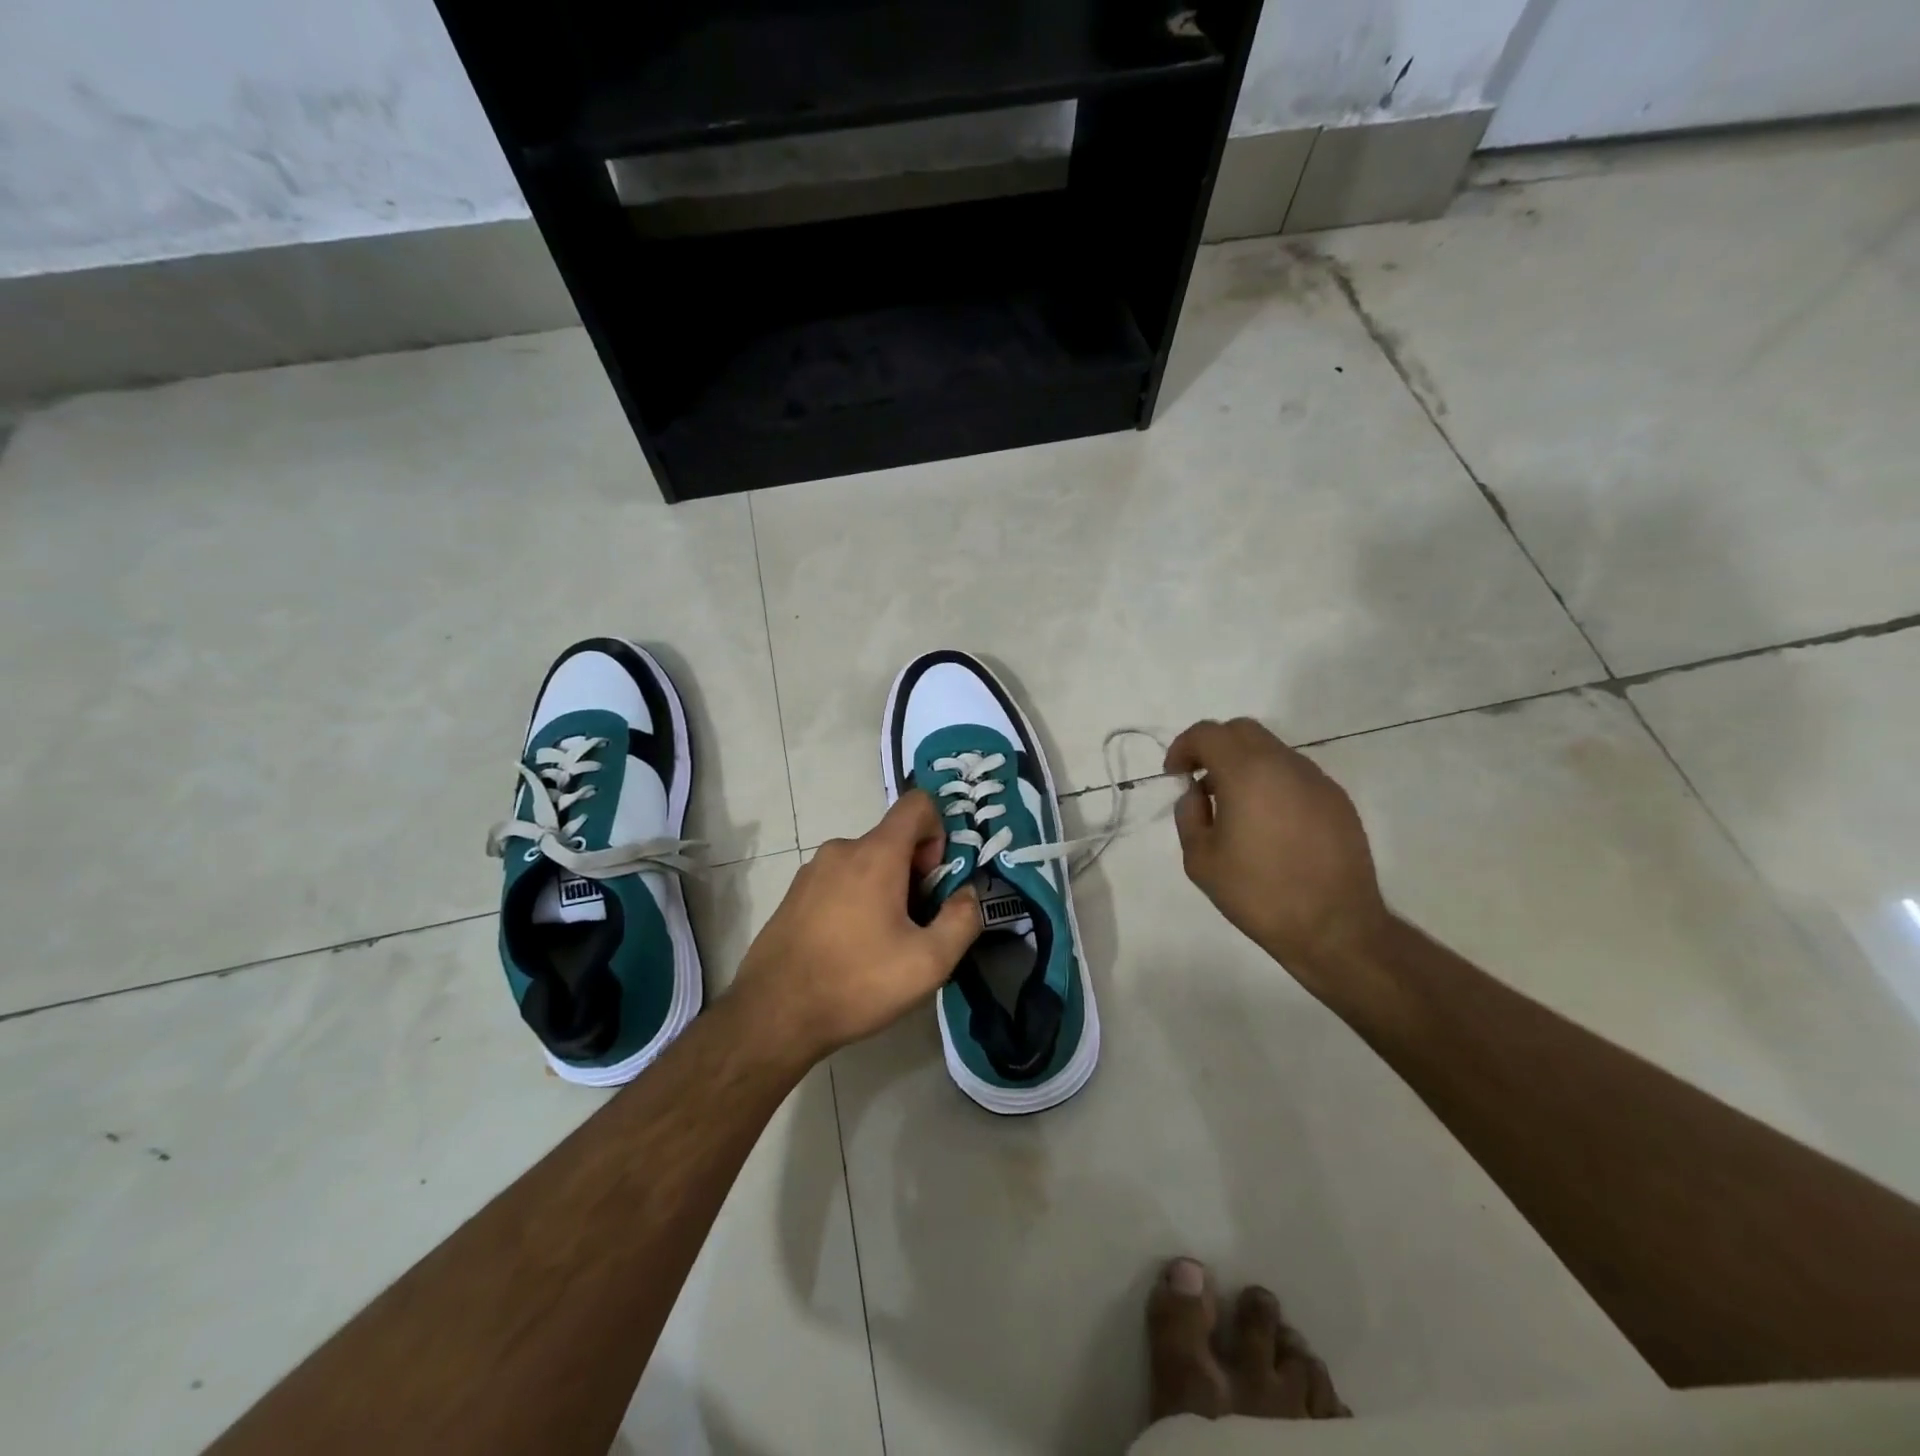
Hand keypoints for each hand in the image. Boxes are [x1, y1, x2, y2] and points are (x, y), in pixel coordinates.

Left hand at [730, 791, 980, 1062]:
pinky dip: (856, 901)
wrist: (773, 1015)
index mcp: (875, 854)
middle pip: (893, 840)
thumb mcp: (929, 962)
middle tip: (914, 926)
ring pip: (866, 863)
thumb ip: (962, 920)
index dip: (939, 833)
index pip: (917, 804)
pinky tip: (850, 949)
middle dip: (914, 873)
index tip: (934, 881)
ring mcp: (812, 871)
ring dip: (885, 890)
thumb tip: (967, 894)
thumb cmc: (857, 982)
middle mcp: (841, 849)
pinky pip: (840, 882)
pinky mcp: (794, 894)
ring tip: (882, 944)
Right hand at [1165, 718, 1389, 984]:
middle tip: (1201, 782)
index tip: (1175, 775)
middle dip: (1214, 747)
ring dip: (1245, 765)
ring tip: (1235, 808)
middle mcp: (1284, 764)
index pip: (1207, 733)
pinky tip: (1270, 824)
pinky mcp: (1337, 800)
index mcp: (1247, 773)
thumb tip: (1197, 794)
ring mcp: (1316, 780)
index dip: (1183, 747)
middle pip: (1242, 731)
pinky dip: (1273, 783)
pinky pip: (1295, 775)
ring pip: (1271, 750)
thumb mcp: (1201, 860)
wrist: (1335, 927)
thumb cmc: (1259, 893)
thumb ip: (1189, 815)